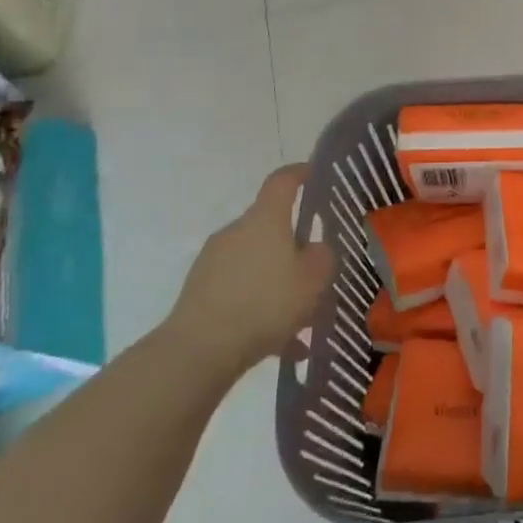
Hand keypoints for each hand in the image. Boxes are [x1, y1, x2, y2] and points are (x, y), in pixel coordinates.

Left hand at [163, 164, 335, 376]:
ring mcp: (213, 259)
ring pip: (257, 260)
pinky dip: (259, 303)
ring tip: (299, 316)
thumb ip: (322, 256)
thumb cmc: (265, 303)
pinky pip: (240, 287)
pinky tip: (278, 340)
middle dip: (294, 245)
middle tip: (316, 271)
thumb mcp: (313, 279)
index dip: (301, 173)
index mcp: (265, 219)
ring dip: (277, 279)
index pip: (282, 181)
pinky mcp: (200, 289)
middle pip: (270, 226)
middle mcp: (236, 231)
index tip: (315, 174)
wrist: (199, 349)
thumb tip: (313, 248)